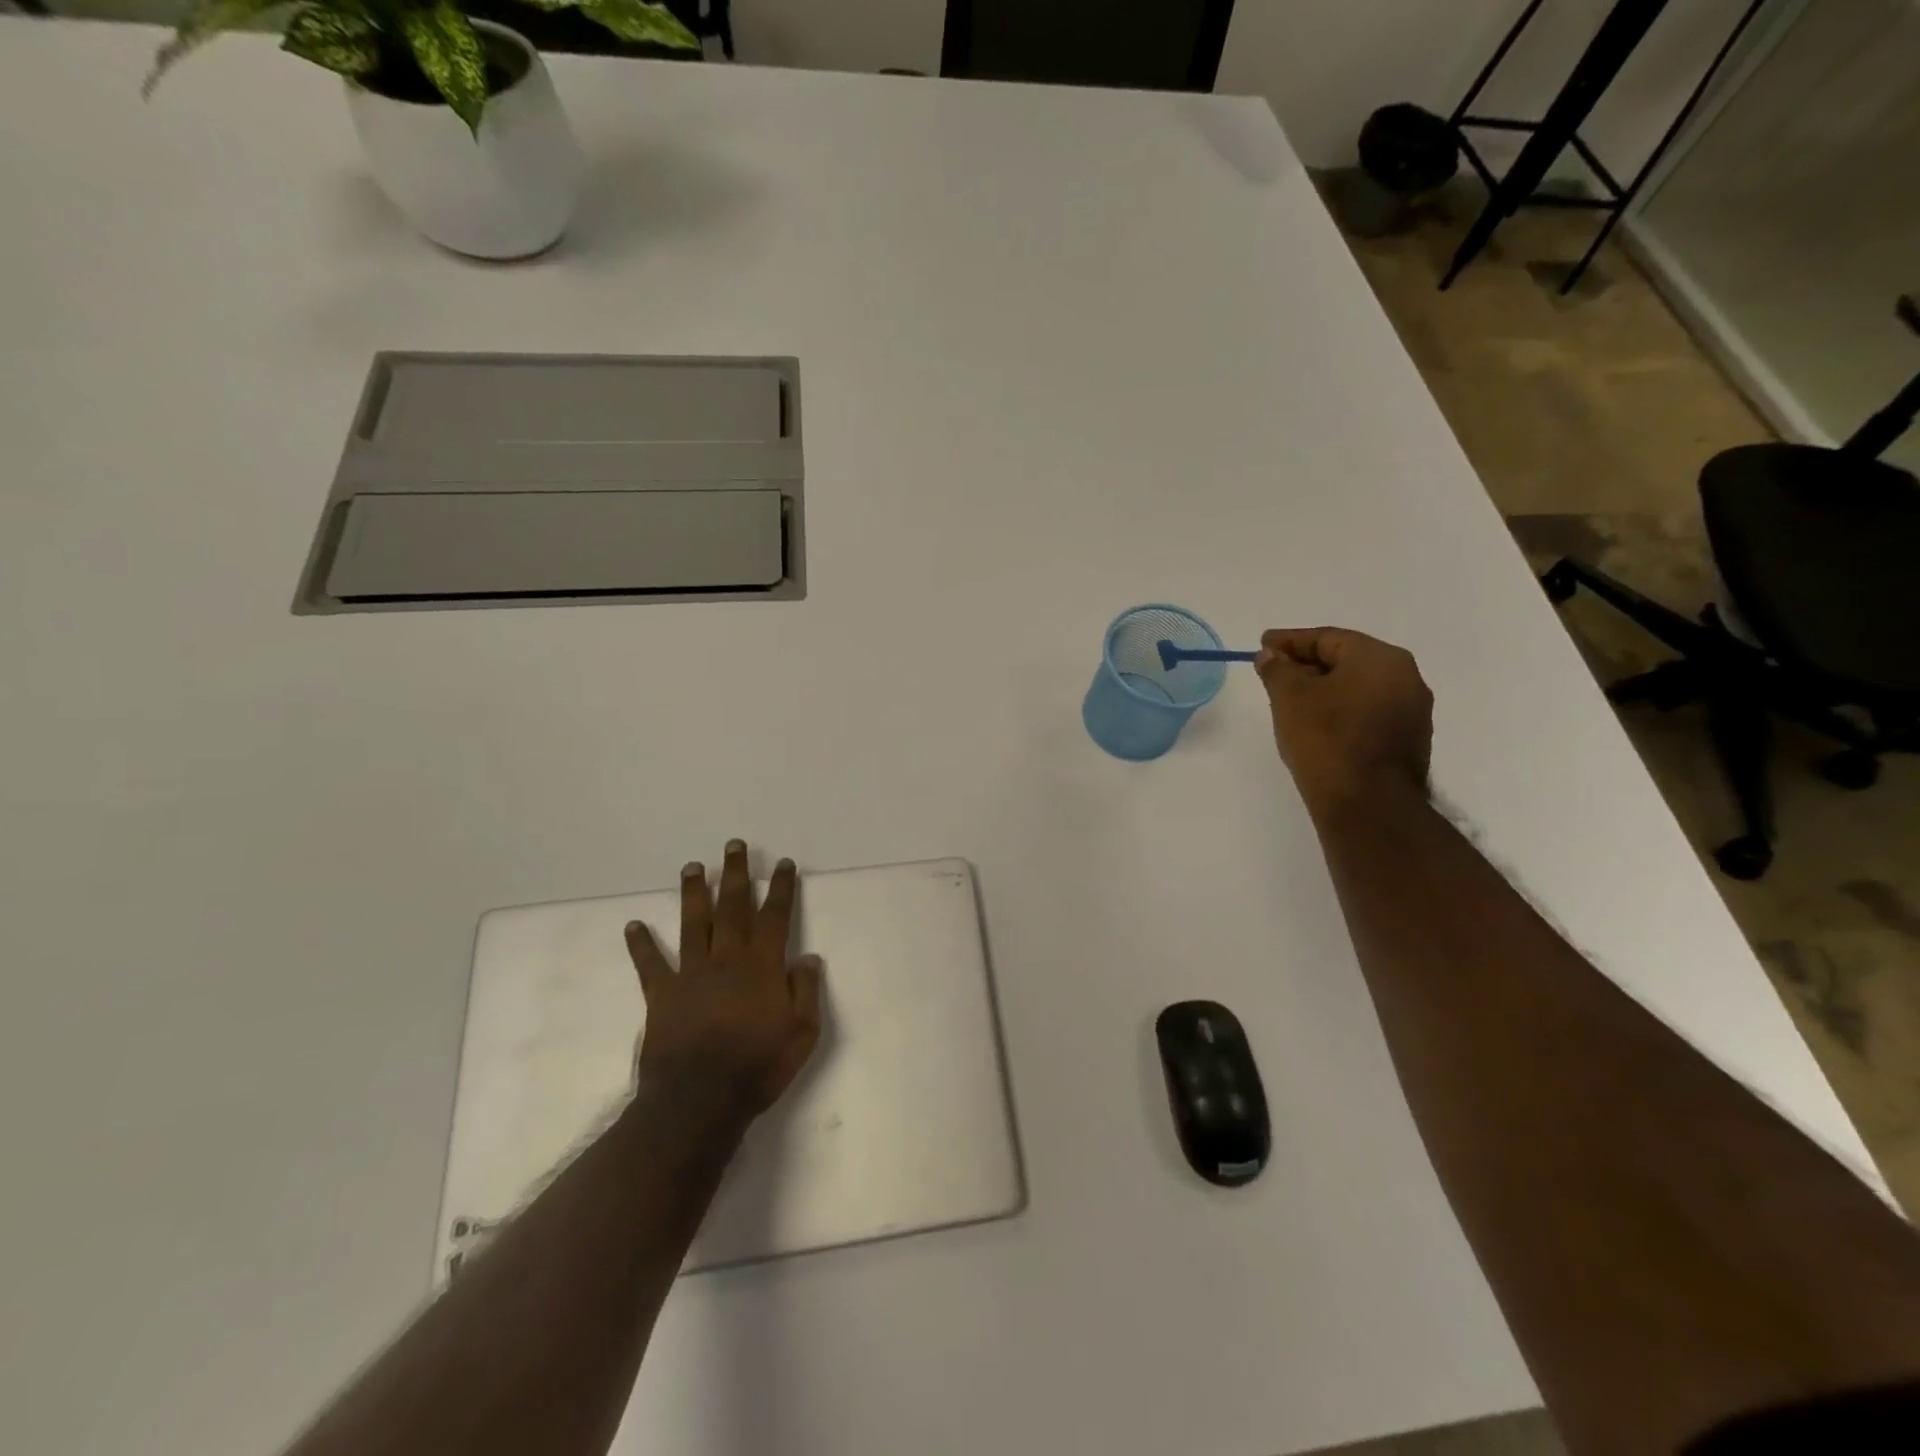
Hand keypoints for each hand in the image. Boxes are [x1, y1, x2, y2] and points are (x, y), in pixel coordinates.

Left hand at [625, 841, 823, 1122]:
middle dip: (736, 874)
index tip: (783, 863)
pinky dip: (641, 944)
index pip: (775, 916)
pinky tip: (633, 925)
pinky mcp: (662, 994)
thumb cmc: (758, 1067)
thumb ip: (805, 991)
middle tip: (734, 845)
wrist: (699, 1100)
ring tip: (693, 867)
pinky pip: (650, 964)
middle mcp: (727, 959)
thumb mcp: (802, 1033)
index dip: (781, 888)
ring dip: (694, 893)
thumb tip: (807, 957)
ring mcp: (691, 974)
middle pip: (733, 907)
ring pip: (694, 923)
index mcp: (762, 965)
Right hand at [1255, 627, 1433, 814]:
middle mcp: (1405, 677)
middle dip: (1307, 663)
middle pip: (1347, 660)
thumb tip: (1271, 655)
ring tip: (1291, 699)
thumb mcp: (1290, 697)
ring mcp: (1412, 711)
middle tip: (1275, 671)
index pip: (1328, 638)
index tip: (1263, 644)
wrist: (1368, 803)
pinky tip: (1317, 724)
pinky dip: (1341, 710)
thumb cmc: (1326, 739)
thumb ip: (1278, 669)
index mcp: (1379, 658)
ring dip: (1325, 688)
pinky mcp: (1408, 740)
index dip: (1290, 640)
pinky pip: (1368, 712)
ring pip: (1358, 688)